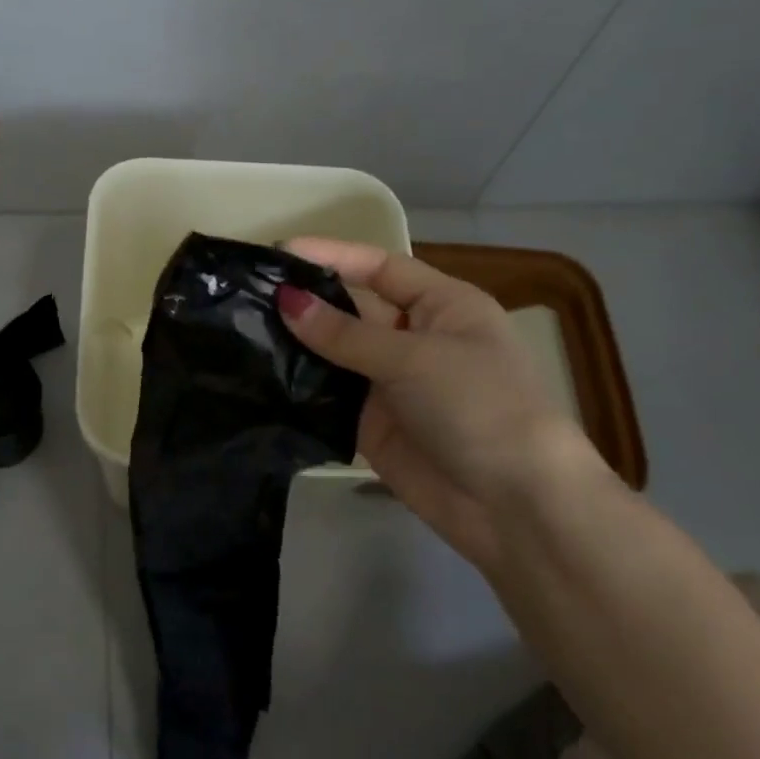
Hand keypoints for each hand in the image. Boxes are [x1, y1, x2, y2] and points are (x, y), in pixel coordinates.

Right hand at [277, 238, 609, 563]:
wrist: (516, 507)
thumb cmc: (478, 406)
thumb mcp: (414, 358)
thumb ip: (345, 333)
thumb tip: (286, 300)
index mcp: (442, 306)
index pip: (380, 267)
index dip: (333, 255)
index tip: (280, 251)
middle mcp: (415, 338)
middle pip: (354, 309)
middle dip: (309, 301)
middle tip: (250, 292)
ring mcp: (392, 384)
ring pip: (336, 353)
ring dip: (298, 344)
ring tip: (243, 328)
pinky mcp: (372, 425)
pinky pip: (330, 396)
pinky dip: (301, 387)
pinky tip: (260, 375)